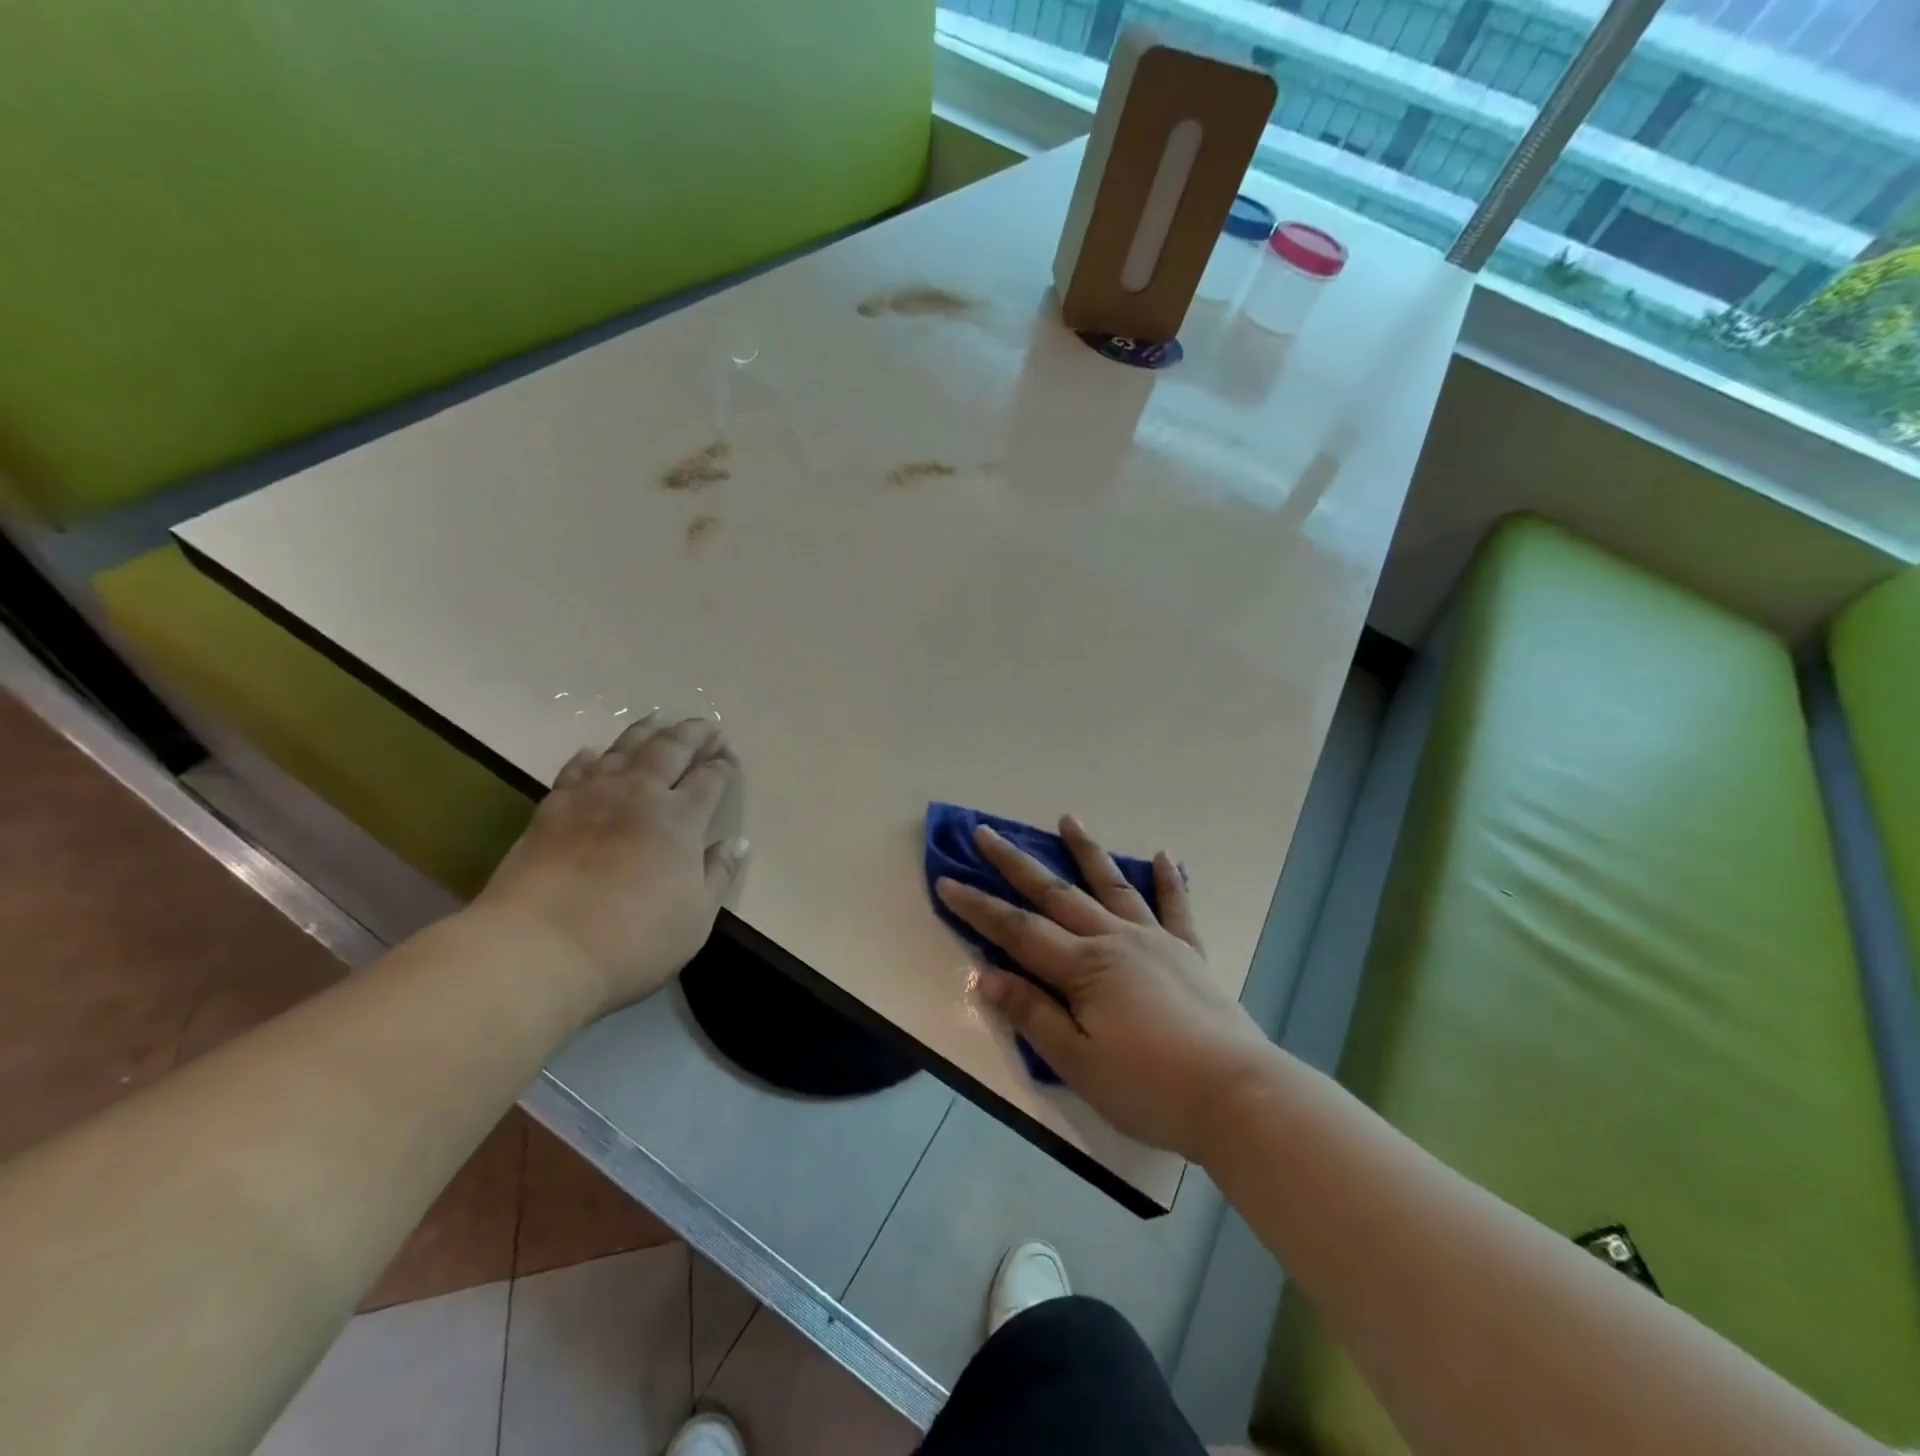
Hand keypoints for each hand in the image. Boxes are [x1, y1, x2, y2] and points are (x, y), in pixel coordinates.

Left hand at [476, 714, 748, 1017]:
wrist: (539, 949)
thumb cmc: (633, 940)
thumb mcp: (695, 918)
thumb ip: (718, 875)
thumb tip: (737, 842)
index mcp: (680, 819)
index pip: (710, 779)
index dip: (724, 765)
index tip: (730, 759)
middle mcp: (639, 794)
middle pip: (671, 749)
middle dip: (693, 735)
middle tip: (706, 727)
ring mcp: (592, 796)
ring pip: (625, 748)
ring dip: (648, 731)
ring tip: (661, 721)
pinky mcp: (552, 807)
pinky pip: (577, 768)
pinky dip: (593, 756)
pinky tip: (596, 752)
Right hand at [936, 817, 1274, 1161]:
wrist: (1237, 1096)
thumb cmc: (1150, 1088)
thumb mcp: (1078, 1063)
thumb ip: (1033, 1015)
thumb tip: (986, 976)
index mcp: (1084, 967)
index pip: (1017, 931)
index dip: (979, 907)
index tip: (947, 881)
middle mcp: (1115, 940)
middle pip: (1055, 894)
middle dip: (1016, 863)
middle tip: (987, 832)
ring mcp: (1155, 941)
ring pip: (1112, 885)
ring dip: (1086, 852)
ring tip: (1068, 819)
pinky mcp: (1189, 953)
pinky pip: (1175, 907)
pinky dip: (1168, 881)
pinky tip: (1165, 855)